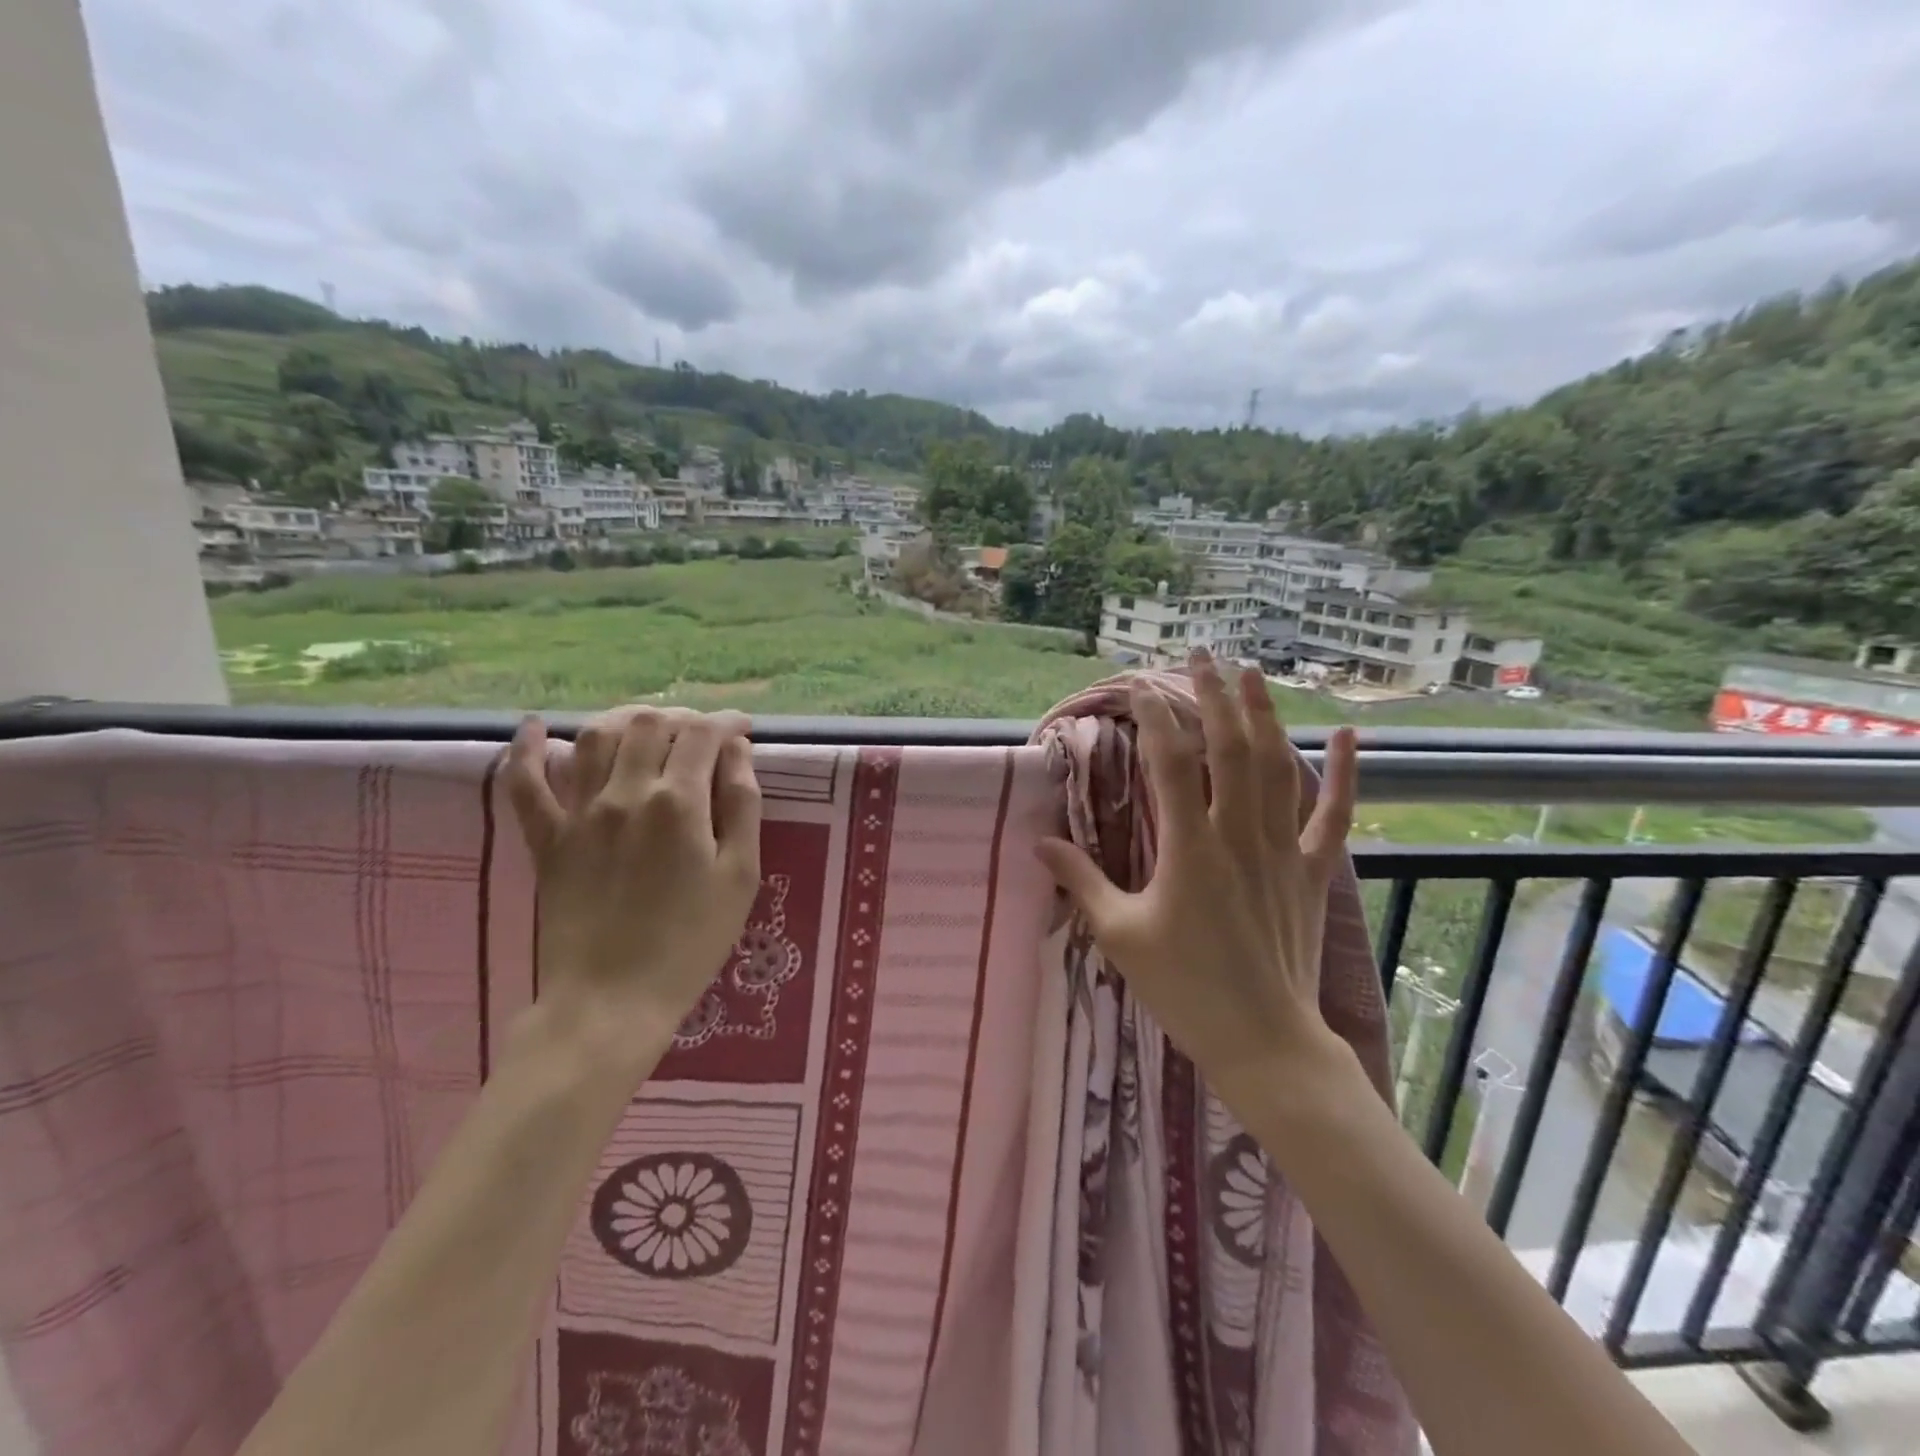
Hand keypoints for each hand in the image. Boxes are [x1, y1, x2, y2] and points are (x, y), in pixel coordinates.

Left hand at [504, 706, 761, 1061]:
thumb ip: (742, 804)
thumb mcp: (740, 875)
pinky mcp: (546, 839)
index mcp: (677, 803)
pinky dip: (526, 750)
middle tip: (702, 735)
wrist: (612, 1001)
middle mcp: (624, 794)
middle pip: (648, 724)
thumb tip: (737, 750)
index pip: (703, 734)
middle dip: (682, 718)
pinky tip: (535, 727)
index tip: (743, 728)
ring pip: (595, 737)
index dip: (727, 722)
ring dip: (625, 720)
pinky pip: (524, 784)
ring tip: (647, 728)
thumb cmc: (691, 941)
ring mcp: (578, 814)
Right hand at [1036, 651, 1358, 1108]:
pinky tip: (1349, 735)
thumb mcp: (1120, 934)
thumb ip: (1082, 881)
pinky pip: (1334, 815)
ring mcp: (1282, 850)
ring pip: (1278, 767)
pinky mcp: (1312, 871)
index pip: (1170, 763)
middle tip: (1199, 656)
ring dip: (1263, 715)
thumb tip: (1039, 843)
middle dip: (1212, 696)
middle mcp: (1238, 835)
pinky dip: (1347, 773)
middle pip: (1228, 748)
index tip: (1138, 686)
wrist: (1263, 1041)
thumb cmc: (1184, 989)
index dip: (1153, 717)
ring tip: (1250, 673)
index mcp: (1188, 848)